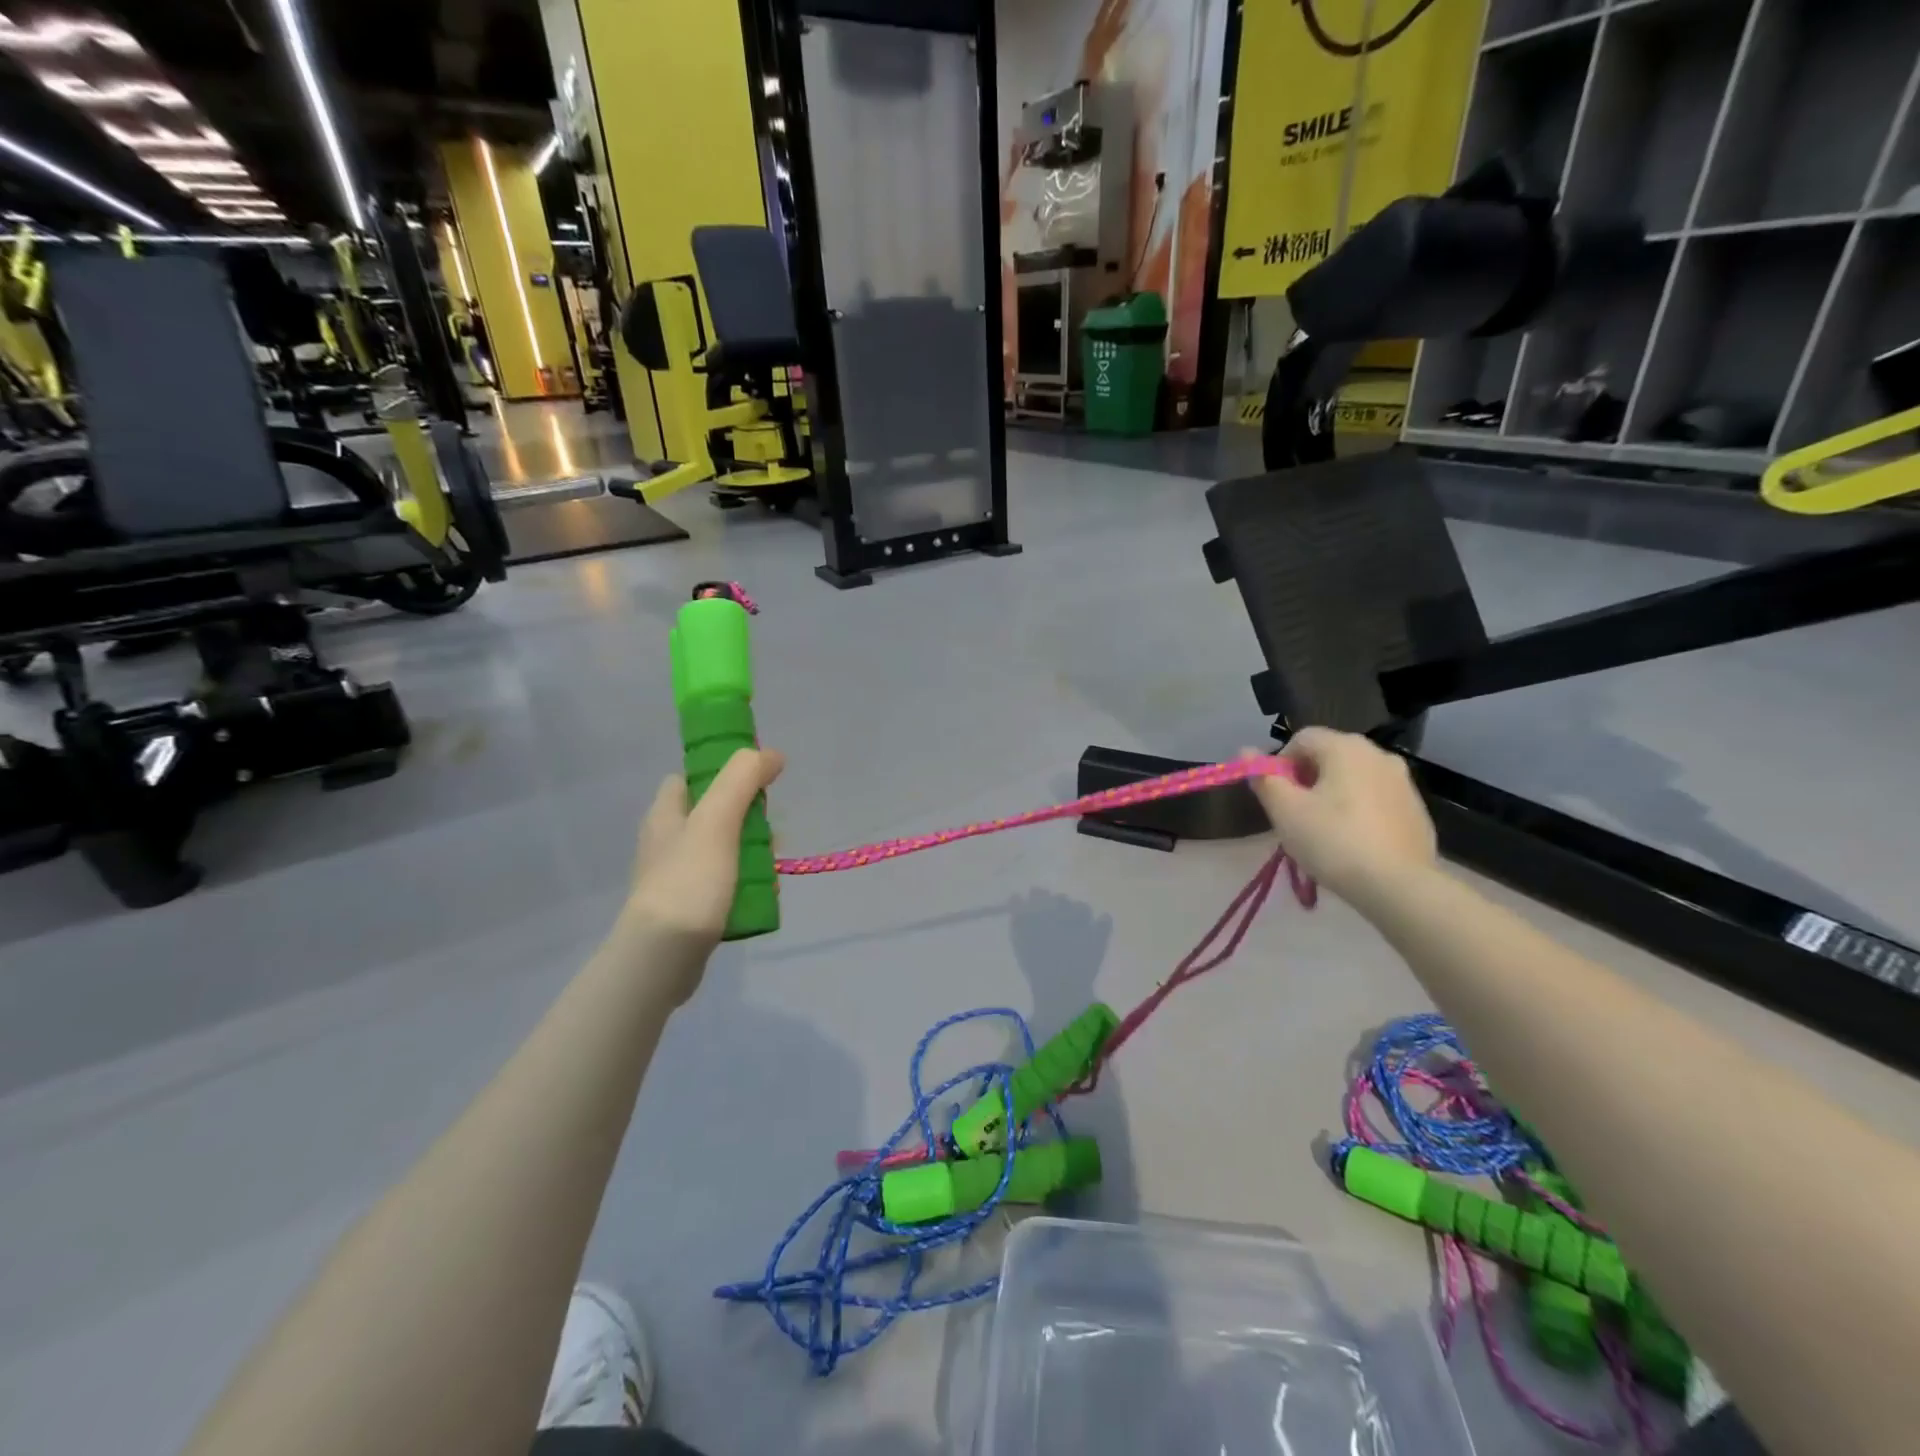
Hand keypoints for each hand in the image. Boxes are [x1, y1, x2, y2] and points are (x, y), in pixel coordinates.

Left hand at [619, 749, 784, 993]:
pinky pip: (724, 883)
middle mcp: (666, 841)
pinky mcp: (688, 907)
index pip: (689, 778)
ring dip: (751, 852)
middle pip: (714, 814)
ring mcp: (676, 876)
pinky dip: (745, 882)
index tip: (755, 784)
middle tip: (770, 831)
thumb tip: (771, 753)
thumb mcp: (717, 820)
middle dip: (747, 818)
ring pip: (723, 849)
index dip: (721, 774)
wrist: (664, 956)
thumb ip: (742, 780)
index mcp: (665, 814)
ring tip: (772, 865)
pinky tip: (762, 893)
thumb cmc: (689, 880)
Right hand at [1248, 728, 1436, 904]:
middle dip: (1307, 779)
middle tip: (1296, 815)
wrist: (1398, 886)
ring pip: (1354, 778)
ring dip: (1333, 794)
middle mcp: (1379, 754)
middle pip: (1329, 756)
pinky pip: (1376, 799)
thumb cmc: (1333, 841)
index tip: (1277, 796)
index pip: (1301, 739)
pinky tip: (1353, 841)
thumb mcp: (1285, 811)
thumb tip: (1245, 751)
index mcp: (1346, 747)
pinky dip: (1359, 810)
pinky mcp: (1416, 809)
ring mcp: (1403, 782)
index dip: (1281, 763)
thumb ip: (1263, 777)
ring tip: (1324, 831)